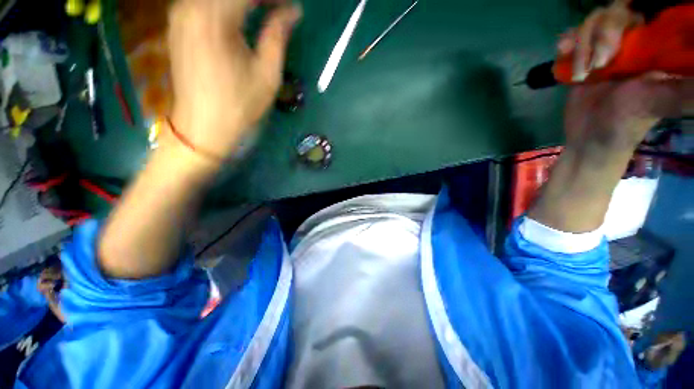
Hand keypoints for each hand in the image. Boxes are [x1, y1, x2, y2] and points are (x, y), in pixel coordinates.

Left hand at [167, 0, 301, 158]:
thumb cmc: (239, 105)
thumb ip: (277, 36)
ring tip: (264, 11)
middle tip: (278, 10)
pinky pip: (205, 2)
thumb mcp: (267, 75)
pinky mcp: (178, 24)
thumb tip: (292, 12)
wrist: (202, 126)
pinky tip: (241, 15)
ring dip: (243, 2)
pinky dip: (227, 6)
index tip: (290, 7)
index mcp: (215, 19)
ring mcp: (180, 13)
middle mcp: (192, 7)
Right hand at [559, 1, 691, 151]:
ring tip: (580, 73)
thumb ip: (685, 88)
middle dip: (601, 35)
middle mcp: (628, 42)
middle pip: (611, 12)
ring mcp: (601, 50)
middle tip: (599, 65)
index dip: (623, 18)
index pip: (638, 12)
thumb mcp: (662, 101)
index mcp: (650, 47)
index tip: (615, 44)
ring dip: (580, 46)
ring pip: (589, 23)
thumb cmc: (627, 122)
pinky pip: (571, 36)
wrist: (588, 139)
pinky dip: (565, 42)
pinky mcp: (579, 60)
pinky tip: (562, 53)